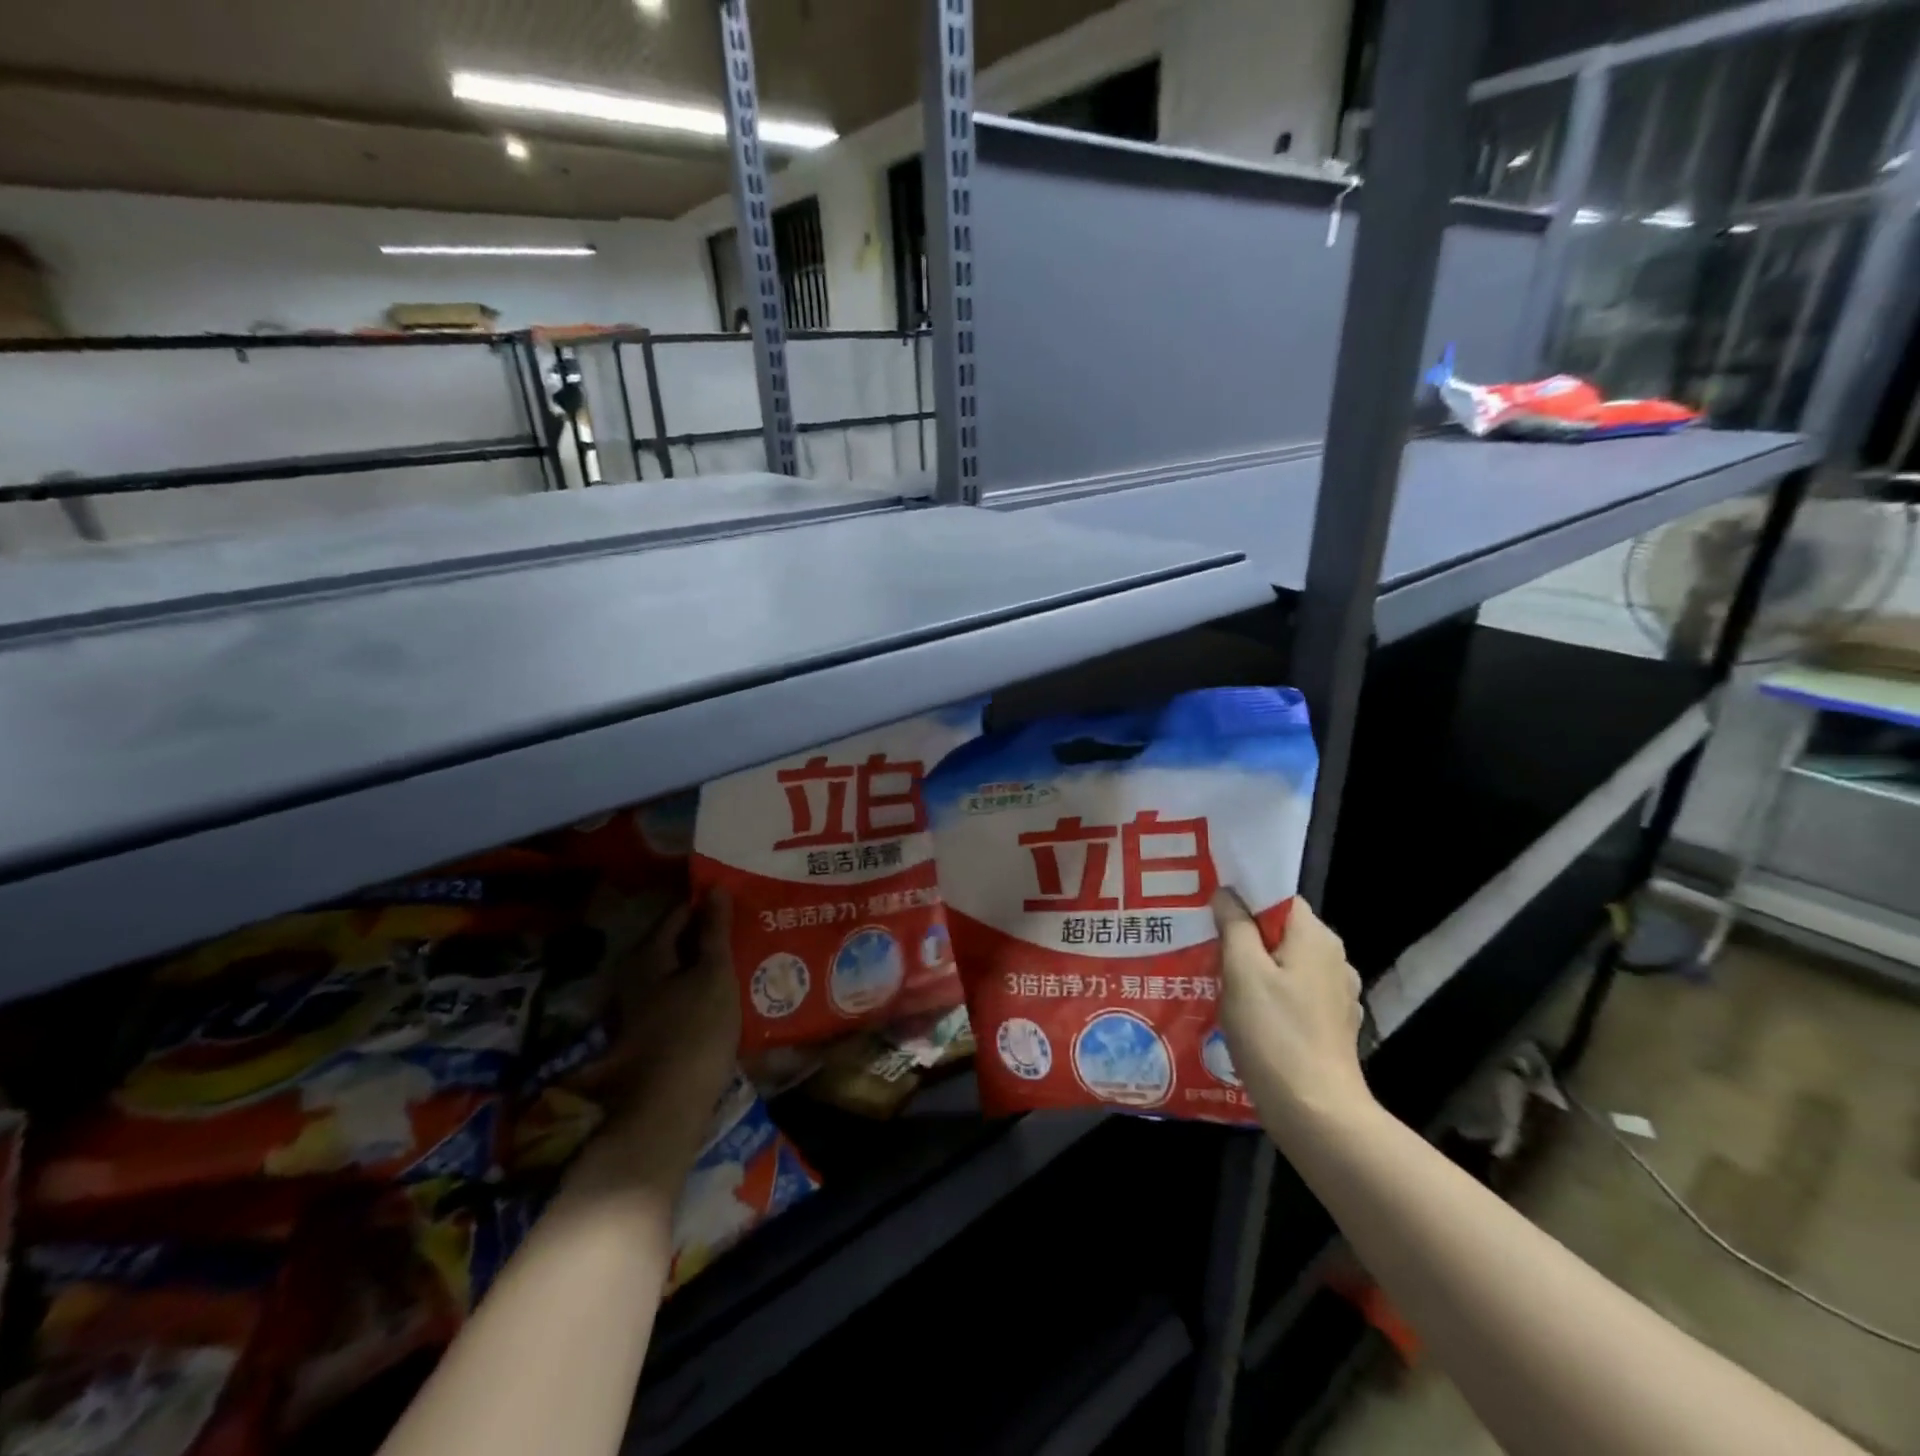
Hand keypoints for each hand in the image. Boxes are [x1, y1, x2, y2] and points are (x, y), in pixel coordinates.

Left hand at [567, 893, 740, 1197]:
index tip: (740, 898)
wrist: (669, 1107)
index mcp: (649, 954)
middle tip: (748, 923)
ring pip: (679, 967)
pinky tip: (728, 987)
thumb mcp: (714, 973)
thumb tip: (714, 888)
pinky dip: (702, 983)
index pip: (679, 911)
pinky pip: (681, 991)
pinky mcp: (653, 1029)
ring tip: (745, 952)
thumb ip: (715, 930)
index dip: (709, 902)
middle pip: (677, 940)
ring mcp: (642, 1004)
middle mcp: (637, 974)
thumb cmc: (696, 1030)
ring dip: (707, 959)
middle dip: (709, 930)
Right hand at [1212, 891, 1373, 1139]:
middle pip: (1280, 930)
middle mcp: (1334, 959)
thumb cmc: (1275, 1035)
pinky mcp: (1331, 1024)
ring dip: (1254, 966)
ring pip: (1285, 963)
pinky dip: (1269, 994)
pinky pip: (1293, 993)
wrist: (1316, 1114)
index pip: (1277, 897)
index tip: (1208, 909)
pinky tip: (1244, 1012)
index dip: (1243, 897)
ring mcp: (1336, 994)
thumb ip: (1234, 926)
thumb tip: (1227, 894)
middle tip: (1202, 942)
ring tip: (1215, 977)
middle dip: (1243, 934)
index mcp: (1315, 937)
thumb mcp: (1242, 972)